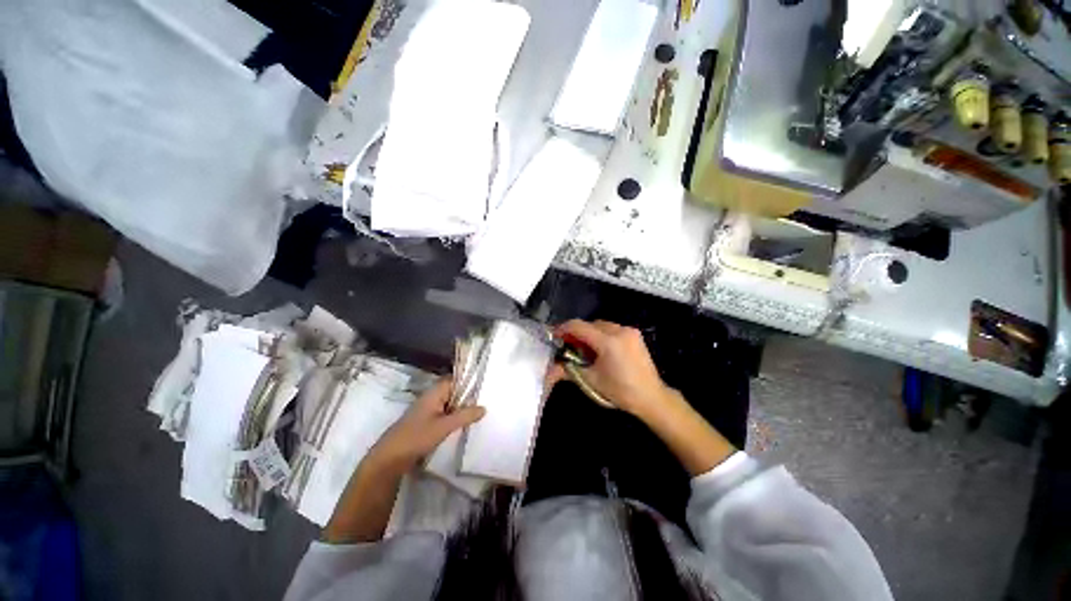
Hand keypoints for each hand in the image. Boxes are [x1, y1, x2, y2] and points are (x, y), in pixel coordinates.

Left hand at [368, 379, 485, 470]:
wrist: (389, 459)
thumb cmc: (417, 437)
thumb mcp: (444, 426)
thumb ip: (465, 415)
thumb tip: (484, 408)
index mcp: (434, 393)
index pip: (455, 380)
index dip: (468, 382)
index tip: (484, 387)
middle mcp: (431, 398)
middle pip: (453, 391)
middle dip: (467, 397)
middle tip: (485, 401)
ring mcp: (427, 410)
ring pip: (449, 404)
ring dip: (461, 408)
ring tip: (478, 413)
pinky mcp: (425, 423)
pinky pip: (444, 414)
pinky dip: (453, 418)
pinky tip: (463, 425)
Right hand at [554, 320, 674, 418]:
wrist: (651, 397)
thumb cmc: (620, 391)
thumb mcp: (591, 380)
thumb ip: (568, 370)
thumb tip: (549, 370)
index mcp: (608, 341)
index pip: (579, 326)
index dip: (563, 329)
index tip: (553, 336)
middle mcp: (619, 330)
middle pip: (590, 324)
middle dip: (577, 333)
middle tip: (568, 346)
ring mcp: (629, 331)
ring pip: (601, 325)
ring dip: (590, 333)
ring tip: (585, 350)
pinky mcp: (635, 334)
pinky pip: (612, 329)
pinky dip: (602, 335)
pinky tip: (601, 350)